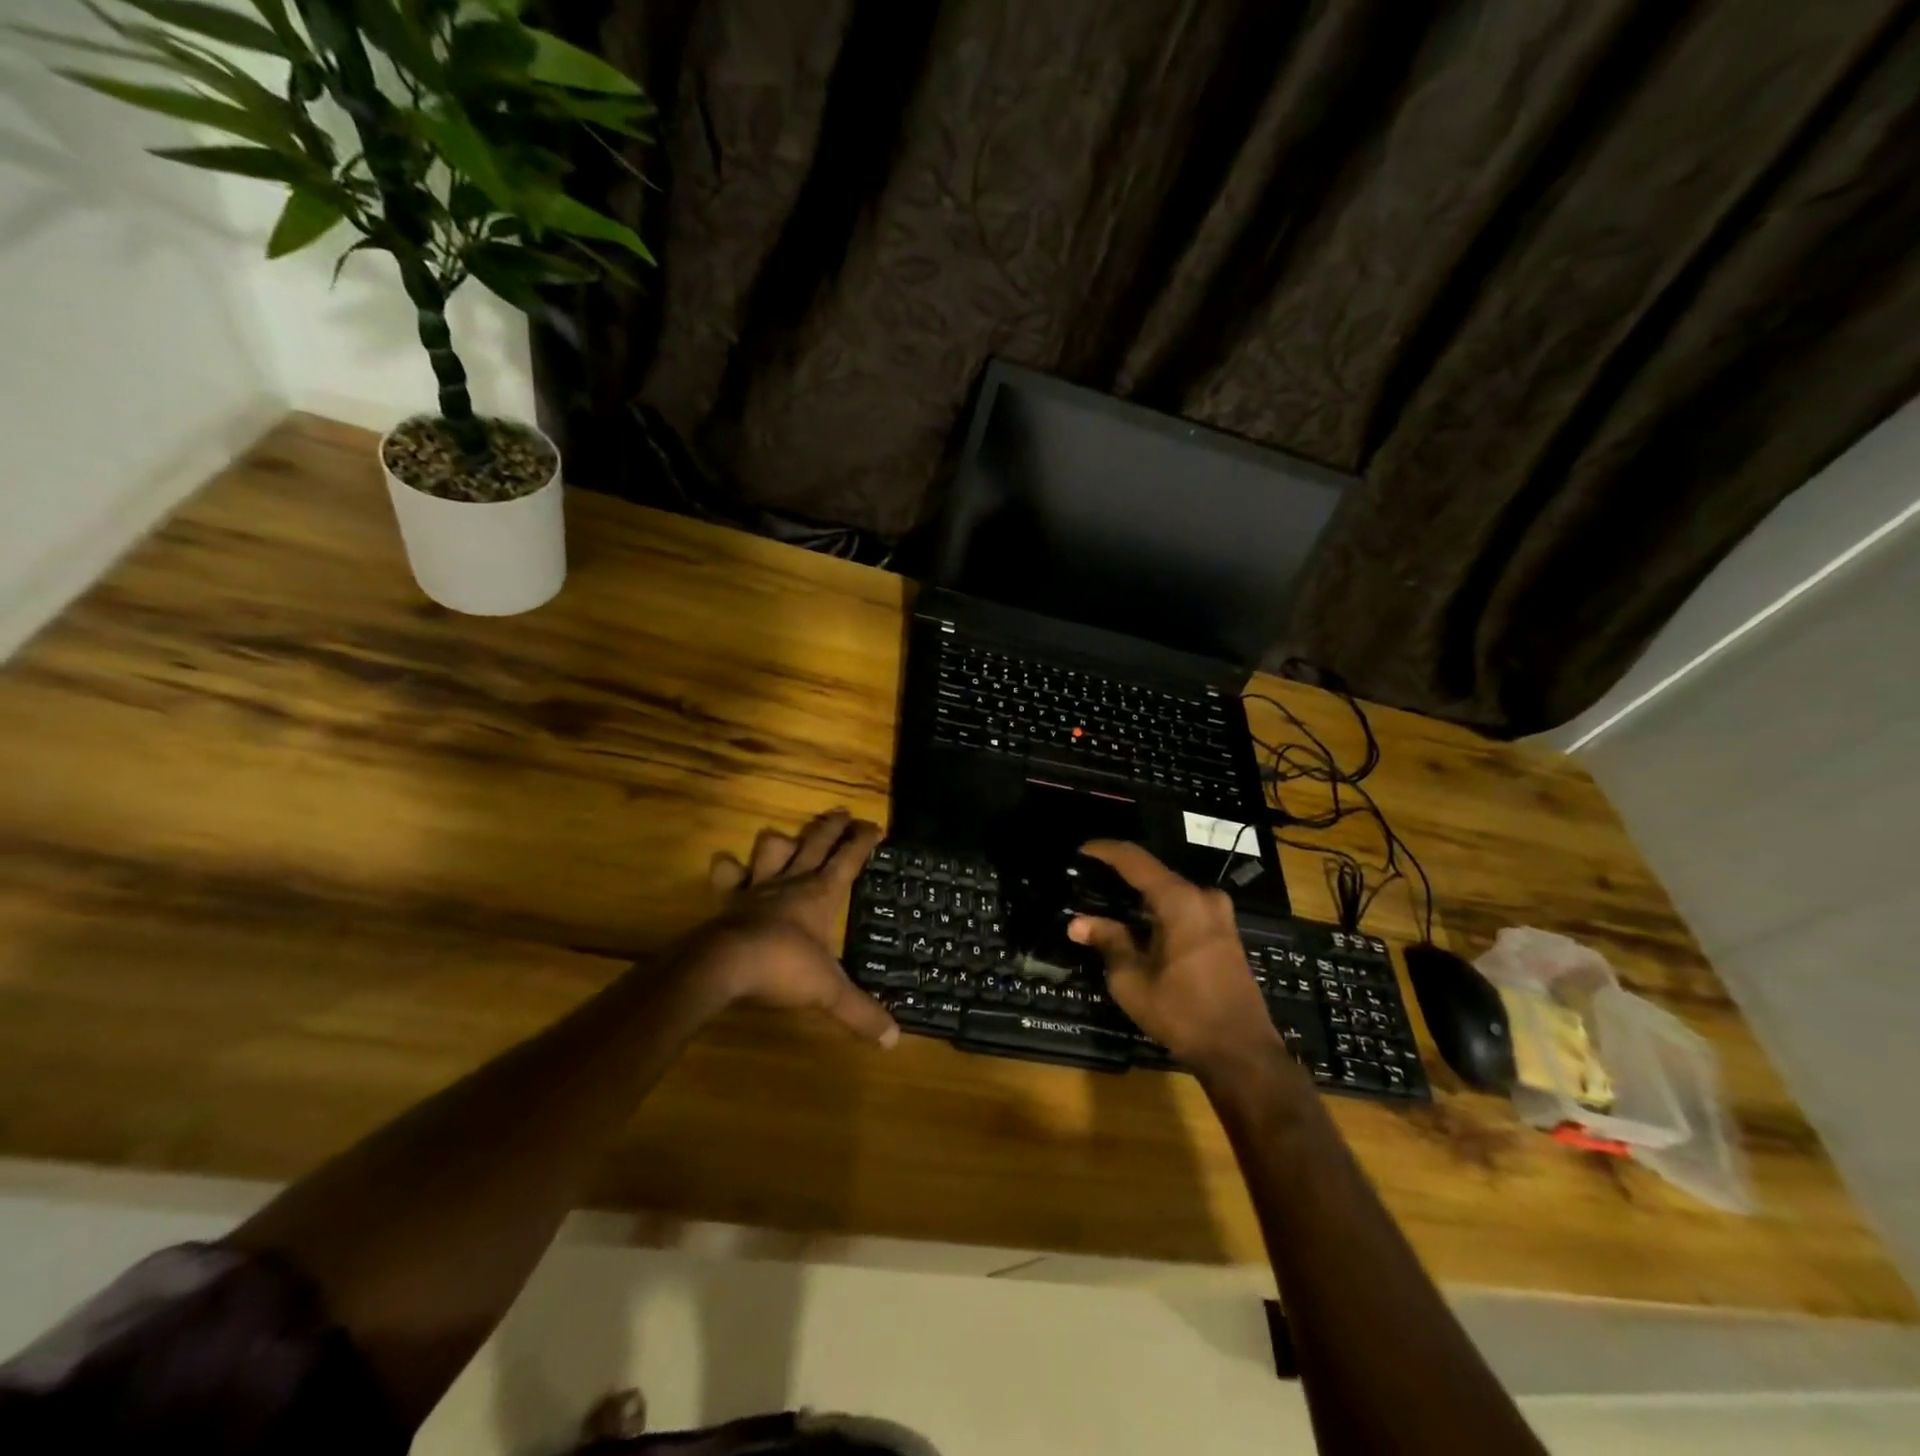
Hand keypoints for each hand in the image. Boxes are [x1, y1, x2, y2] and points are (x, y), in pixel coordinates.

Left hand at [690, 809, 898, 1047]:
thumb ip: (861, 1013)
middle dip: (831, 826)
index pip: (849, 859)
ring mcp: (758, 887)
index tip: (875, 826)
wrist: (726, 966)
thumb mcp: (830, 993)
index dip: (863, 841)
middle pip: (815, 842)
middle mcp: (792, 882)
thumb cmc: (784, 969)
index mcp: (821, 894)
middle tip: (842, 812)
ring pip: (773, 848)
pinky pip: (728, 875)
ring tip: (789, 837)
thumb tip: (894, 1040)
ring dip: (783, 840)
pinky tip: (730, 866)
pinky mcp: (729, 899)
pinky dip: (729, 868)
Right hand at [1067, 840, 1281, 1075]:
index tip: (1081, 850)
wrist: (1241, 1052)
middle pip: (1153, 874)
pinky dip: (1159, 910)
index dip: (1105, 851)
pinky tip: (1138, 924)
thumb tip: (1077, 922)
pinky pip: (1185, 908)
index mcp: (1179, 901)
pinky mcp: (1225, 933)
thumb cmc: (1182, 1013)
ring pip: (1170, 892)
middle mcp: (1203, 898)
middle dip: (1120, 876)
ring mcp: (1219, 915)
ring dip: (1140, 895)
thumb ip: (1108, 941)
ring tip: (1107, 902)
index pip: (1135, 860)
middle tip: (1089, 882)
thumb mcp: (1132, 980)